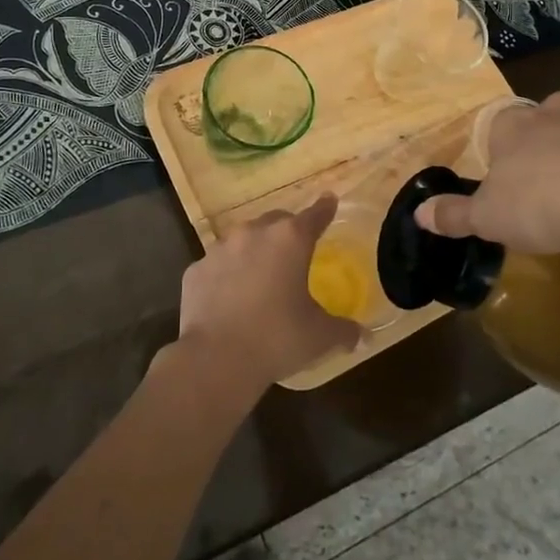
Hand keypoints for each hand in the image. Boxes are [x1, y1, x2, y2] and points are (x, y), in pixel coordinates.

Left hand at [173, 195, 359, 395]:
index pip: (314, 216)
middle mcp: (253, 233)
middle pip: (276, 221)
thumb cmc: (277, 339)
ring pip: (243, 240)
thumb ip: (344, 330)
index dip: (324, 209)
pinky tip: (229, 299)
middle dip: (287, 232)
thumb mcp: (320, 336)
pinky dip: (226, 275)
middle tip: (295, 254)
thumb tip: (363, 336)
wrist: (216, 359)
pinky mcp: (195, 270)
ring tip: (260, 278)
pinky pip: (217, 266)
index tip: (329, 199)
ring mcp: (219, 249)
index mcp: (290, 240)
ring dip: (254, 252)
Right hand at [416, 91, 559, 271]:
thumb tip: (418, 213)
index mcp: (514, 123)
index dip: (504, 158)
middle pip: (546, 124)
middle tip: (554, 191)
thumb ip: (454, 214)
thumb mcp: (488, 218)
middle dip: (549, 149)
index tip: (512, 189)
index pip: (500, 130)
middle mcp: (557, 107)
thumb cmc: (544, 205)